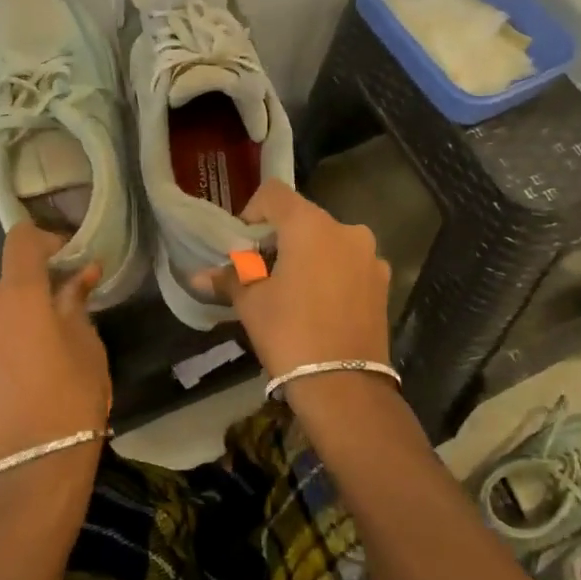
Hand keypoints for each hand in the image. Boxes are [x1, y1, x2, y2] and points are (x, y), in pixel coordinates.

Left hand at [0, 225, 110, 471]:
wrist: (35, 466)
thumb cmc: (73, 395)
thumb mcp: (87, 344)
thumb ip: (76, 300)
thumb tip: (82, 271)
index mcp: (19, 296)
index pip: (21, 241)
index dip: (44, 240)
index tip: (65, 259)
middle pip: (8, 284)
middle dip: (34, 292)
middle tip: (60, 318)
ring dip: (13, 323)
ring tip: (36, 357)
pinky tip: (14, 379)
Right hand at [197, 180, 392, 383]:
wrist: (344, 386)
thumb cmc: (289, 333)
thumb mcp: (251, 303)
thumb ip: (229, 278)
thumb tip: (197, 275)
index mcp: (310, 225)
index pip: (274, 194)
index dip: (253, 212)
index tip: (244, 245)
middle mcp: (346, 229)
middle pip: (303, 218)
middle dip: (279, 238)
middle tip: (261, 272)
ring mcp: (369, 256)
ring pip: (328, 242)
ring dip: (307, 256)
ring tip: (291, 292)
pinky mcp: (383, 282)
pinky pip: (349, 264)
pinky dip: (331, 273)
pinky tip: (319, 306)